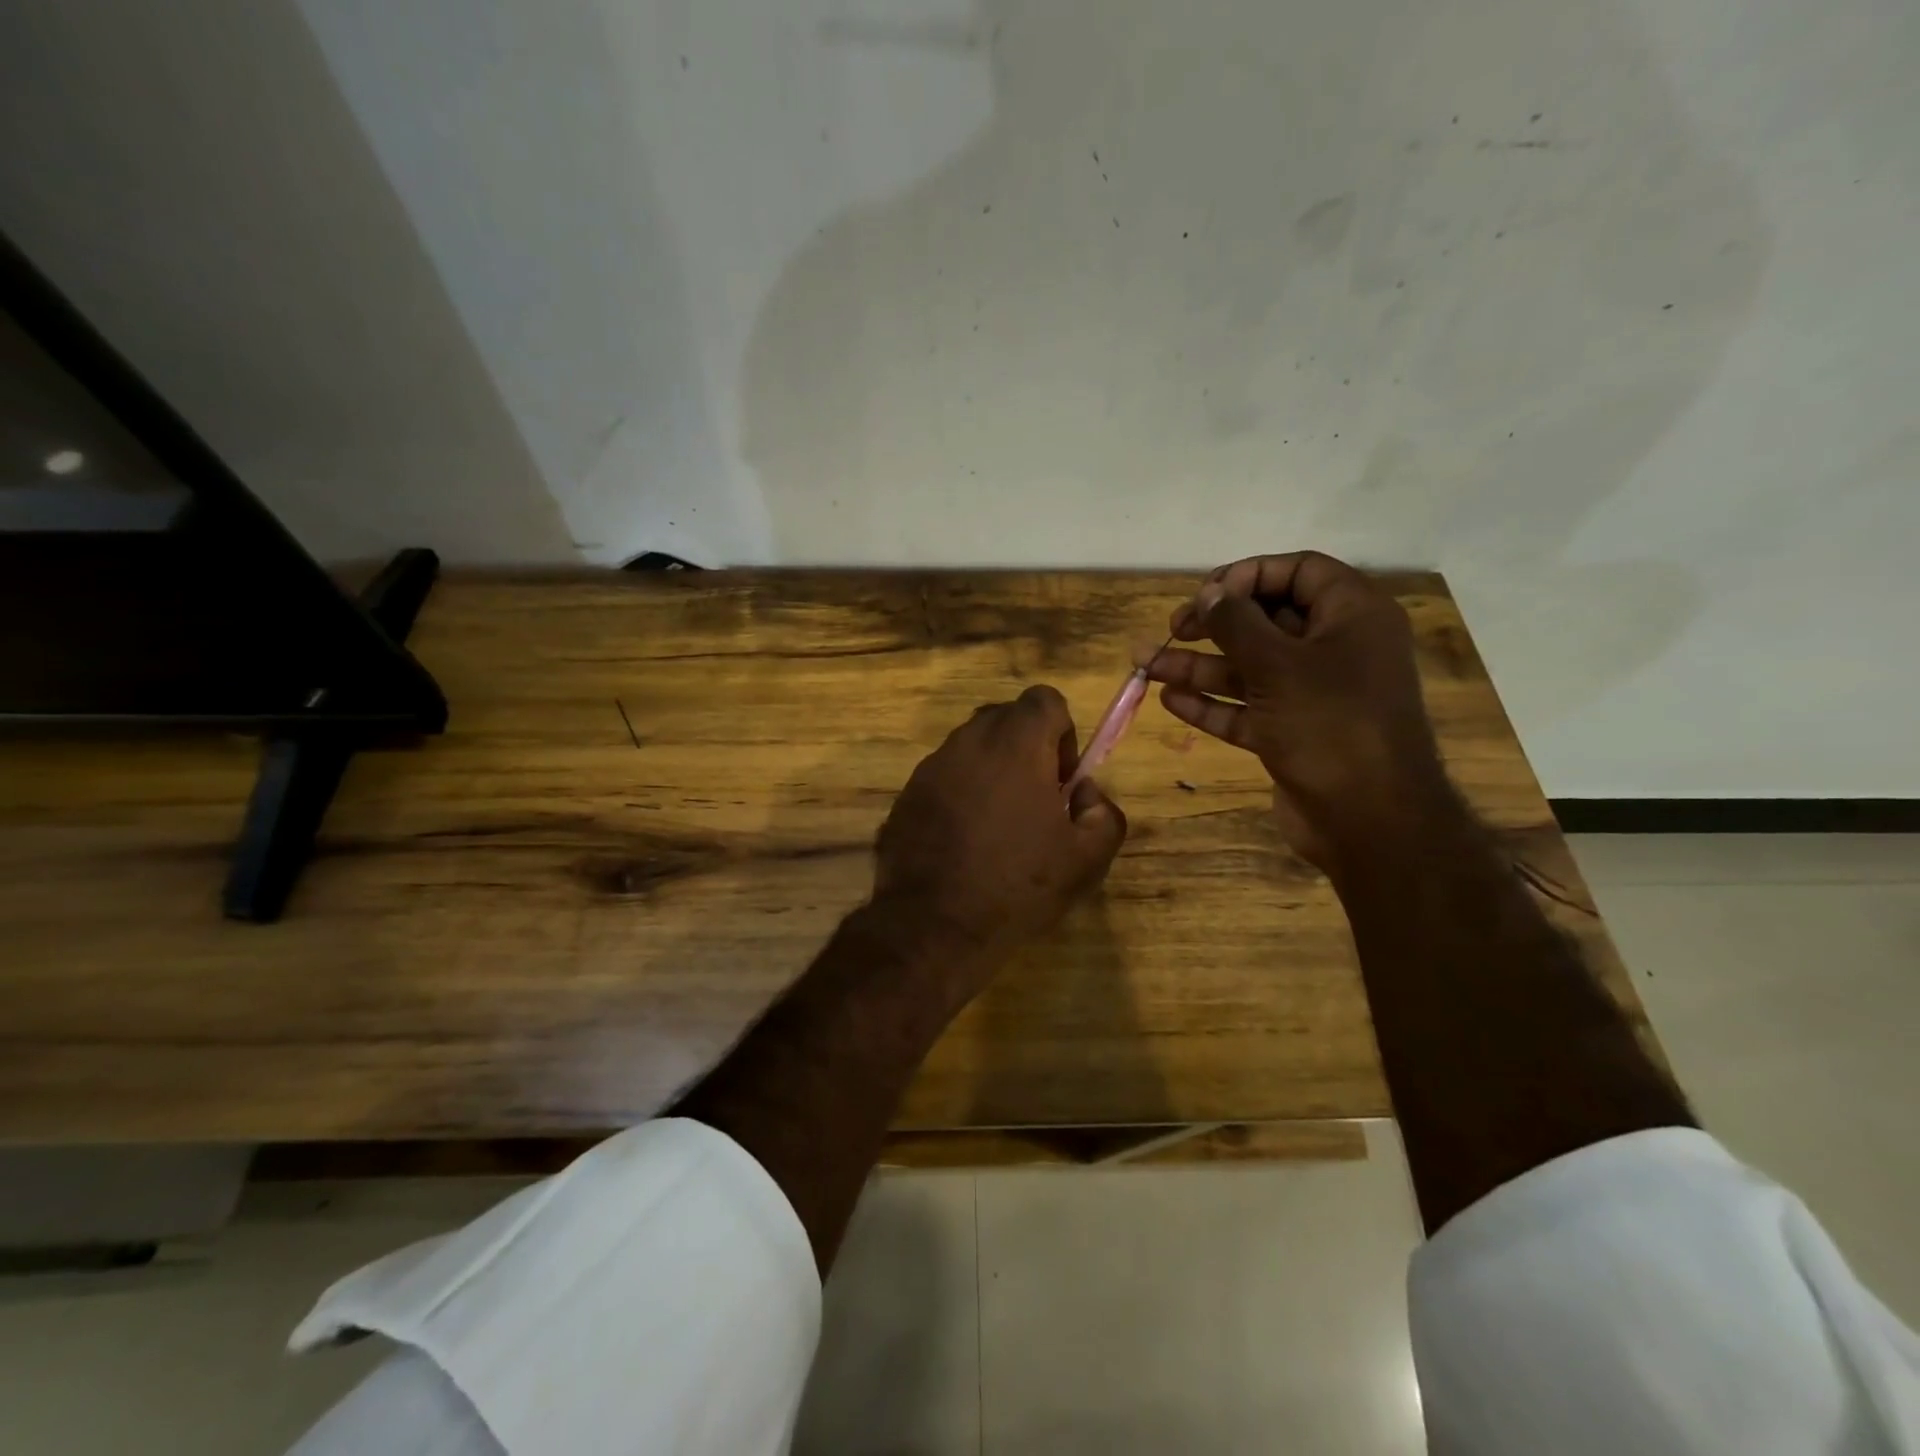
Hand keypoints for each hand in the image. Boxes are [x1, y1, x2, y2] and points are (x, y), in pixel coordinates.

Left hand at [873, 685, 1126, 976]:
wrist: (934, 925)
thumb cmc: (1018, 886)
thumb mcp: (1087, 859)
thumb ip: (1103, 813)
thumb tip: (1085, 794)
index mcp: (1016, 744)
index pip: (1044, 699)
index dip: (1062, 732)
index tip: (1061, 779)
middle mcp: (968, 742)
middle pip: (1006, 719)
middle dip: (1027, 749)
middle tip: (1035, 802)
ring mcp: (930, 767)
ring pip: (971, 749)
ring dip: (991, 772)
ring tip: (998, 828)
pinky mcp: (906, 795)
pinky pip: (944, 779)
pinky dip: (960, 795)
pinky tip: (964, 843)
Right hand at [1141, 551, 1448, 868]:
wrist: (1369, 820)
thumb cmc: (1330, 725)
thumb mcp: (1278, 665)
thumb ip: (1237, 624)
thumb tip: (1209, 593)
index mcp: (1352, 616)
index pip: (1299, 571)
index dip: (1249, 575)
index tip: (1206, 594)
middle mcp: (1336, 649)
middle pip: (1268, 620)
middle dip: (1215, 624)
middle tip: (1173, 628)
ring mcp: (1314, 695)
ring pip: (1251, 668)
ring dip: (1199, 666)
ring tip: (1146, 664)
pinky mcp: (1294, 733)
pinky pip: (1249, 708)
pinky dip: (1213, 703)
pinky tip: (1170, 700)